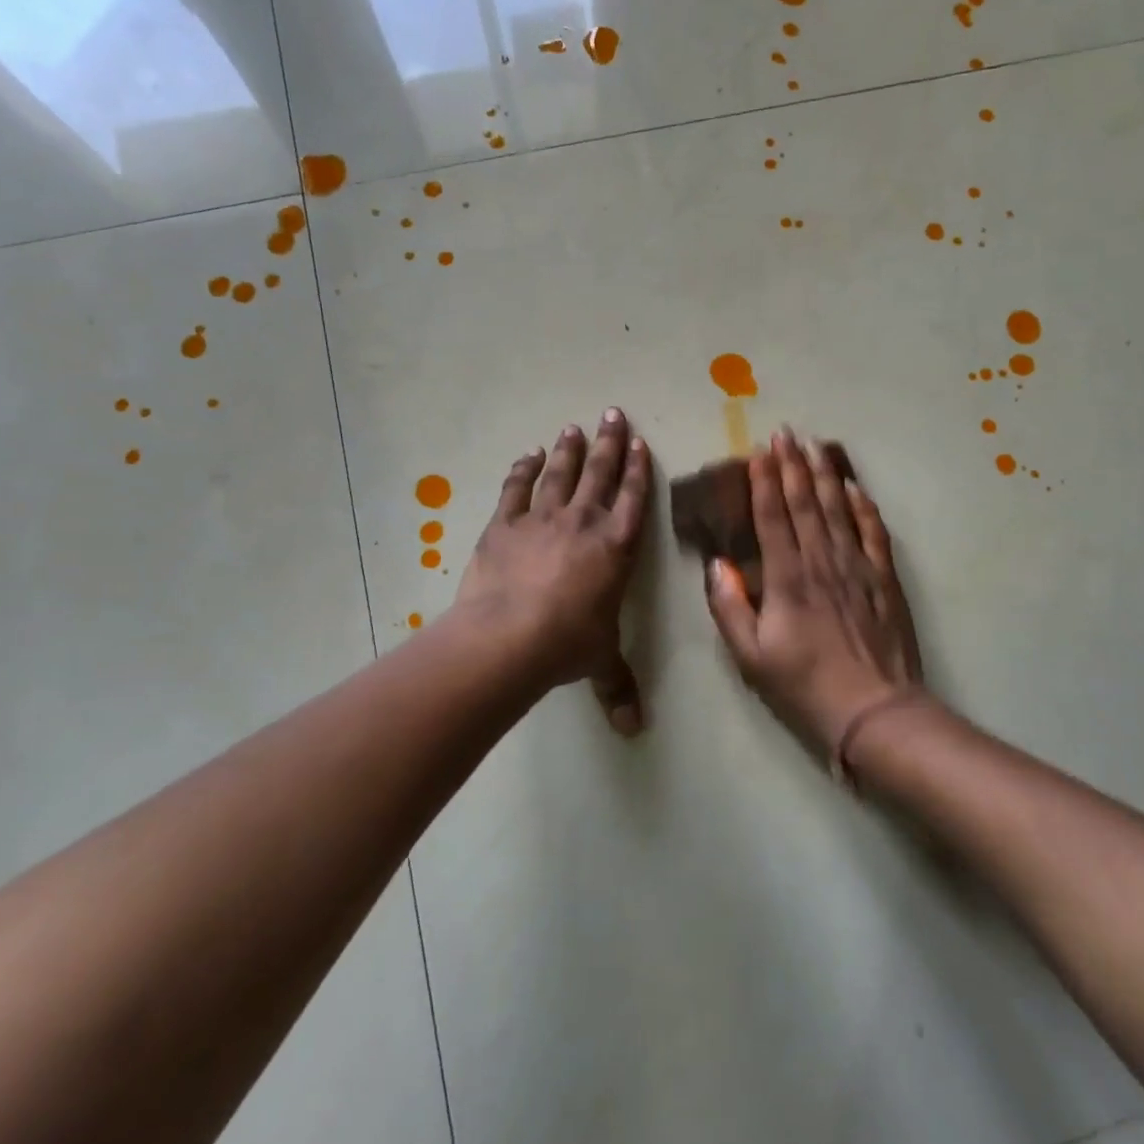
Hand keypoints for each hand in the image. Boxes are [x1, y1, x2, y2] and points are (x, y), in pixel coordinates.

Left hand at [454, 409, 651, 733]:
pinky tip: (528, 455)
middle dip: (608, 442)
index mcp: (616, 548)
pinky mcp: (504, 525)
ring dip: (569, 449)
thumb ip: (617, 688)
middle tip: (612, 412)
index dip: (638, 469)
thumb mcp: (599, 663)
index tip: (639, 442)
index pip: (634, 498)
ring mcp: (542, 519)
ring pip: (561, 473)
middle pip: (600, 472)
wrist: (509, 637)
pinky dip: (523, 470)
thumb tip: (633, 731)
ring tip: (574, 427)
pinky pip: (517, 488)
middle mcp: (584, 523)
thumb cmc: (567, 645)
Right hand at [704, 431, 923, 762]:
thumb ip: (729, 607)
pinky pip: (873, 532)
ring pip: (838, 509)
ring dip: (825, 474)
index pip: (772, 517)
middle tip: (785, 433)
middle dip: (792, 465)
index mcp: (787, 578)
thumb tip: (716, 564)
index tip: (758, 451)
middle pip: (805, 503)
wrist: (874, 710)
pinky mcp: (884, 579)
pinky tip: (856, 487)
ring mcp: (857, 567)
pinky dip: (863, 506)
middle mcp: (821, 561)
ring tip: (816, 445)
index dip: (763, 481)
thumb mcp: (750, 656)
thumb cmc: (804, 685)